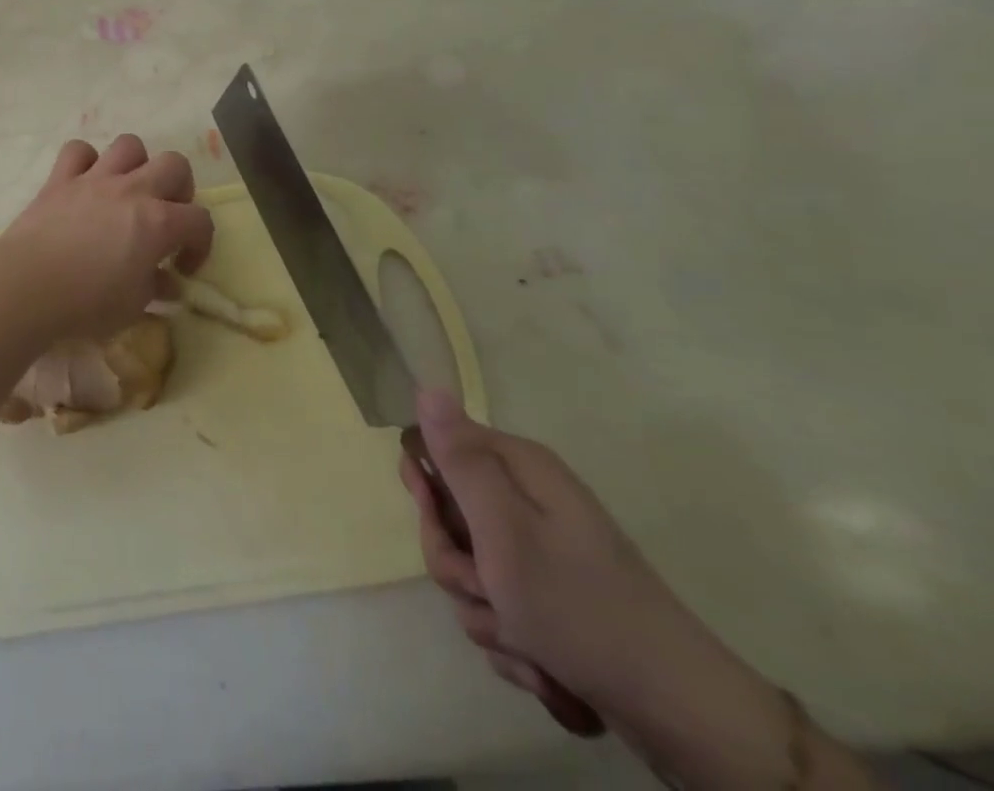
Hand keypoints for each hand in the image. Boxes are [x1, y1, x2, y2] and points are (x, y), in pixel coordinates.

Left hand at [0, 135, 212, 341]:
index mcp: (158, 222)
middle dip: (179, 188)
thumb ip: (155, 287)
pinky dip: (85, 161)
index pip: (200, 220)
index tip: (183, 267)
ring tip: (129, 190)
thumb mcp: (133, 306)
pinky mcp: (60, 178)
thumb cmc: (87, 303)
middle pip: (174, 164)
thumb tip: (167, 282)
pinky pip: (78, 150)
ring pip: (129, 145)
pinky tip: (85, 182)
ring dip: (136, 164)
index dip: (200, 244)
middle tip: (166, 215)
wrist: (27, 285)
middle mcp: (132, 190)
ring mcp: (95, 179)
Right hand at [401, 392, 769, 743]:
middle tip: (487, 589)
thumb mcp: (505, 530)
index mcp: (519, 468)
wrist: (677, 714)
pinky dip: (509, 639)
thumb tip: (427, 388)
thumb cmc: (581, 609)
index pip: (435, 449)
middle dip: (455, 563)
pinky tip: (541, 663)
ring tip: (523, 637)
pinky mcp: (547, 598)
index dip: (426, 489)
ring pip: (467, 569)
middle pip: (448, 518)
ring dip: (483, 610)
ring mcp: (539, 551)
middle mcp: (527, 499)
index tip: (438, 521)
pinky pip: (494, 608)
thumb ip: (460, 460)